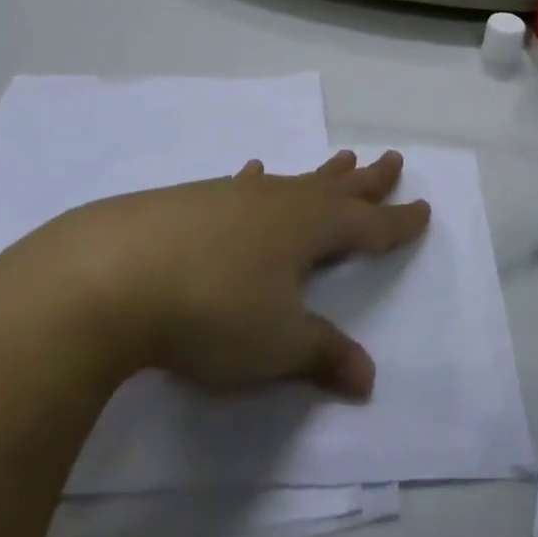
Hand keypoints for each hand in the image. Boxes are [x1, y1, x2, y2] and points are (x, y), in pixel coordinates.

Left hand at [16, 150, 430, 400]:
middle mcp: (280, 202)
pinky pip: (244, 185)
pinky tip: (251, 172)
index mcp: (310, 229)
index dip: (397, 222)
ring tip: (342, 158)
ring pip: (294, 180)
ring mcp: (236, 196)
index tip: (424, 208)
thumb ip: (323, 355)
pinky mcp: (196, 200)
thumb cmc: (211, 311)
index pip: (368, 226)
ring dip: (322, 174)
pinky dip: (257, 179)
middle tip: (393, 159)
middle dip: (369, 180)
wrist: (113, 275)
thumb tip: (368, 378)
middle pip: (337, 188)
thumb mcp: (275, 345)